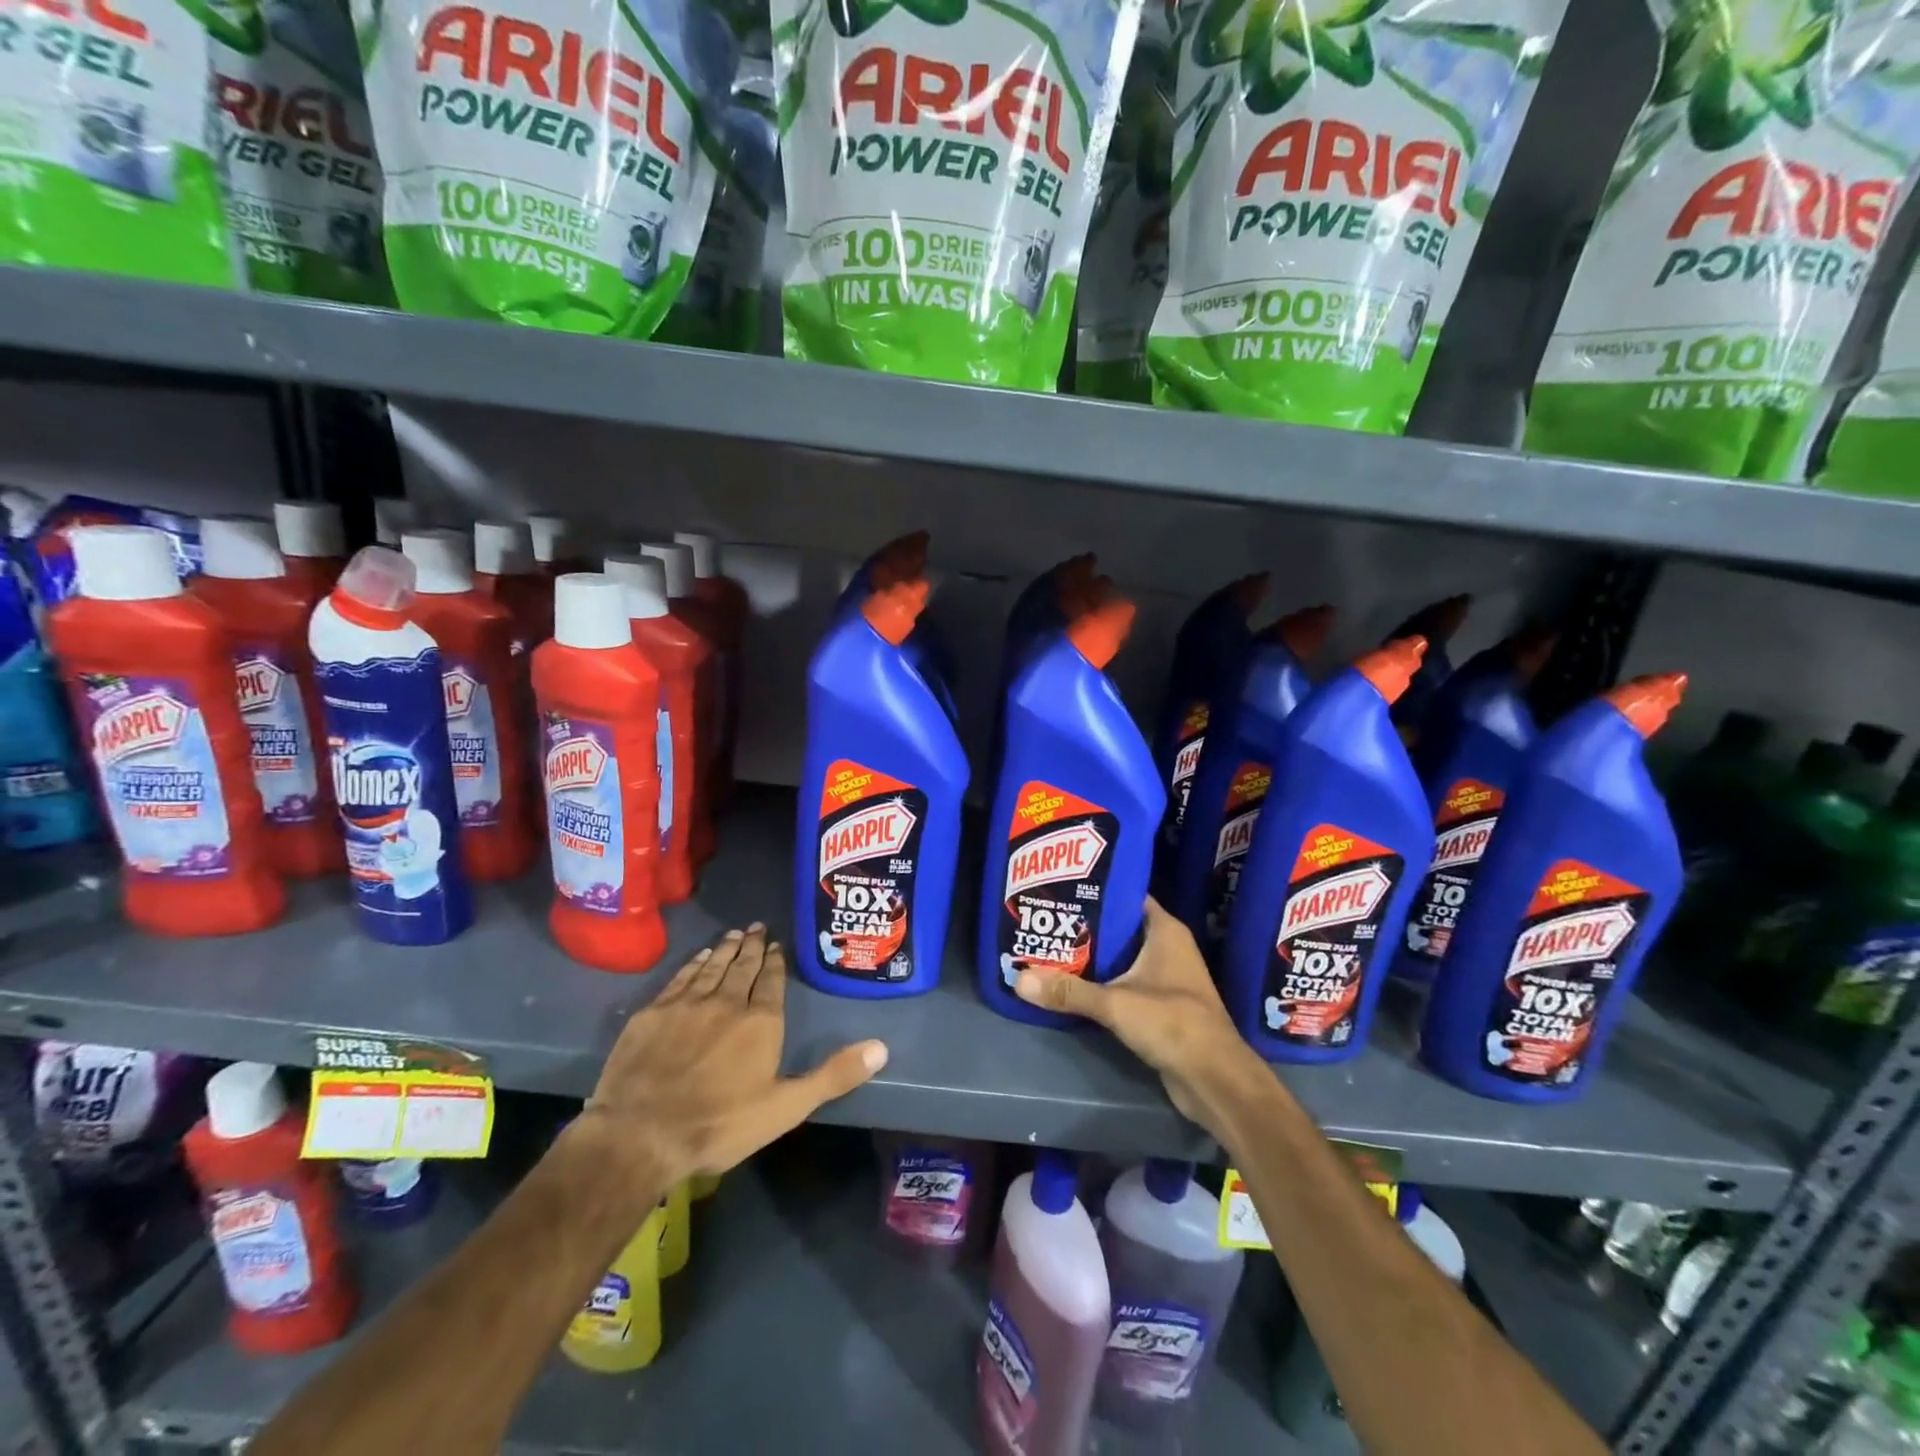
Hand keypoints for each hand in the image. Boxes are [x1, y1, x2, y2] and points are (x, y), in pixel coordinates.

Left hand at [582, 925, 887, 1186]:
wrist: (640, 1134)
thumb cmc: (720, 1124)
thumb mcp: (786, 1107)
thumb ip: (833, 1075)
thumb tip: (882, 1048)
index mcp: (761, 1021)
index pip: (771, 980)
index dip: (775, 961)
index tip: (776, 944)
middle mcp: (727, 1001)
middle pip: (743, 966)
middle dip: (752, 946)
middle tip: (757, 927)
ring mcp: (687, 1004)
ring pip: (712, 966)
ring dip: (726, 949)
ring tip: (734, 934)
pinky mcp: (653, 1012)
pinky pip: (680, 978)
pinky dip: (693, 964)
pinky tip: (699, 957)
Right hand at [1014, 898, 1272, 1146]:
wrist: (1215, 1080)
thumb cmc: (1173, 1024)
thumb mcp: (1115, 1004)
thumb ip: (1068, 991)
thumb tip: (1018, 978)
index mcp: (1165, 931)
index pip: (1127, 895)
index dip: (1096, 890)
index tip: (1061, 888)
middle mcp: (1167, 947)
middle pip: (1120, 927)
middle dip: (1085, 926)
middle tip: (1046, 919)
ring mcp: (1166, 977)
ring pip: (1121, 958)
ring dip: (1091, 957)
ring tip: (1050, 947)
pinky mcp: (1160, 1006)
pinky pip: (1124, 983)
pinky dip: (1102, 982)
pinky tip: (1071, 984)